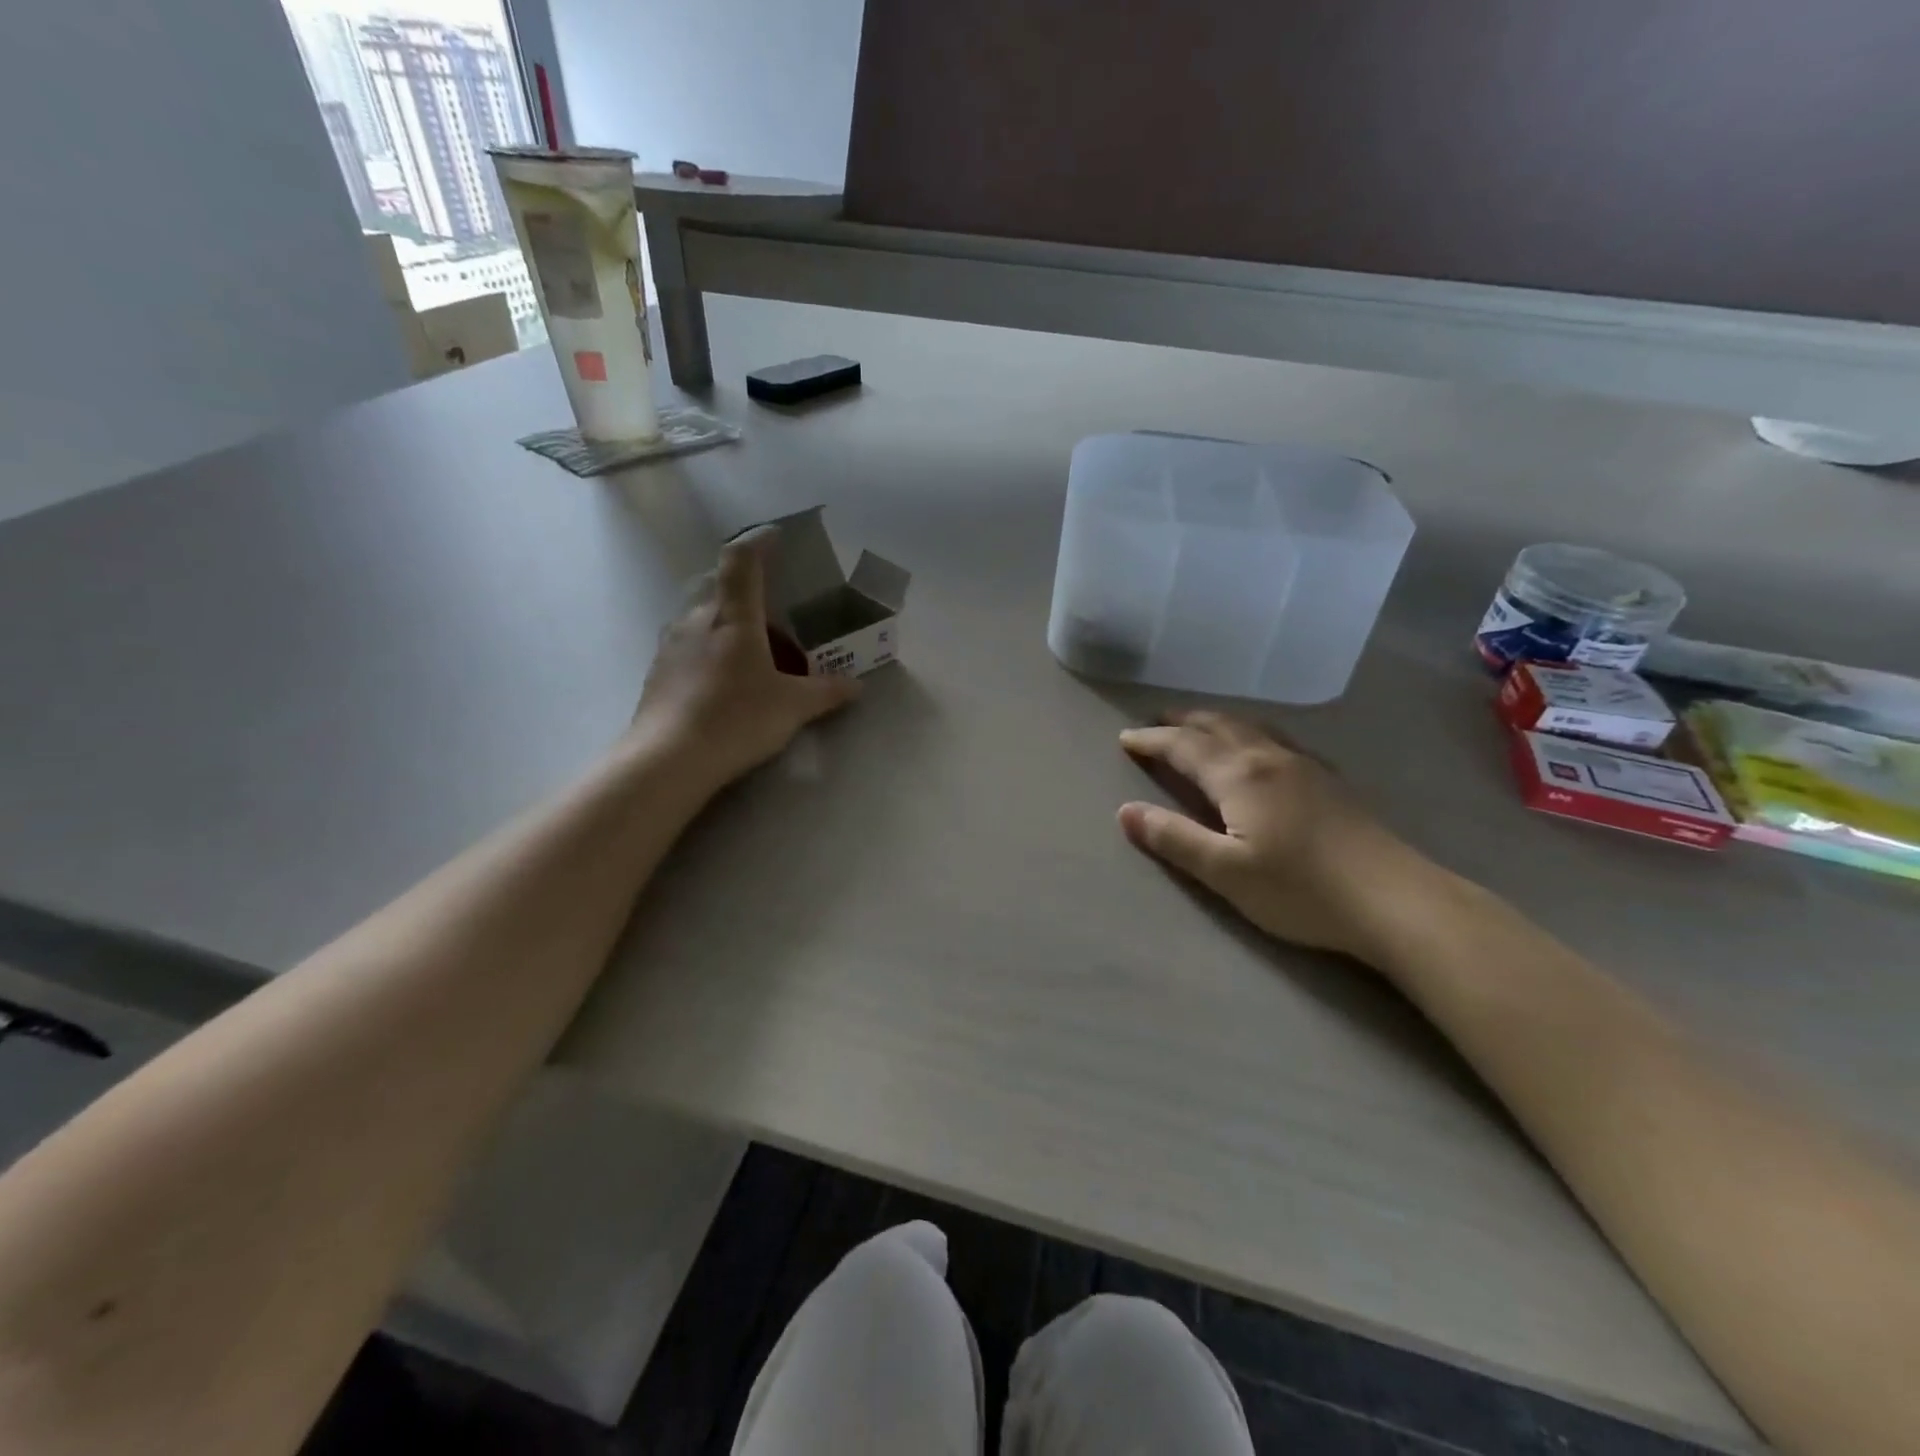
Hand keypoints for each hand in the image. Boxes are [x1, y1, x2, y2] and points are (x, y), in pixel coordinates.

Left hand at [627, 527, 859, 792]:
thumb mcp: (793, 707)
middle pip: (721, 590)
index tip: (776, 536)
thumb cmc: (737, 718)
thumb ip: (826, 692)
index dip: (759, 543)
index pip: (742, 561)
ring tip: (755, 658)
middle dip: (749, 597)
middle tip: (777, 619)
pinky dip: (711, 653)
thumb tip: (856, 686)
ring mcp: (671, 645)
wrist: (669, 760)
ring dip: (730, 628)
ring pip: (703, 620)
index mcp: (732, 616)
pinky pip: (689, 647)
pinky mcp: (658, 673)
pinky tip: (727, 685)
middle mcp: (696, 620)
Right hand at [1117, 712, 1439, 964]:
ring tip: (1199, 725)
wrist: (1394, 900)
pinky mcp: (1330, 780)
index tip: (1126, 738)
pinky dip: (1250, 732)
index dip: (1152, 740)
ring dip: (1216, 721)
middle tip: (1157, 721)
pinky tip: (1260, 749)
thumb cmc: (1300, 890)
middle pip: (1218, 725)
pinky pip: (1277, 738)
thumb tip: (1125, 811)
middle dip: (1183, 721)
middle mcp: (1270, 757)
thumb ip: (1174, 838)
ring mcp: (1305, 765)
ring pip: (1251, 727)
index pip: (1184, 746)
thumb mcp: (1225, 872)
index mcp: (1240, 775)